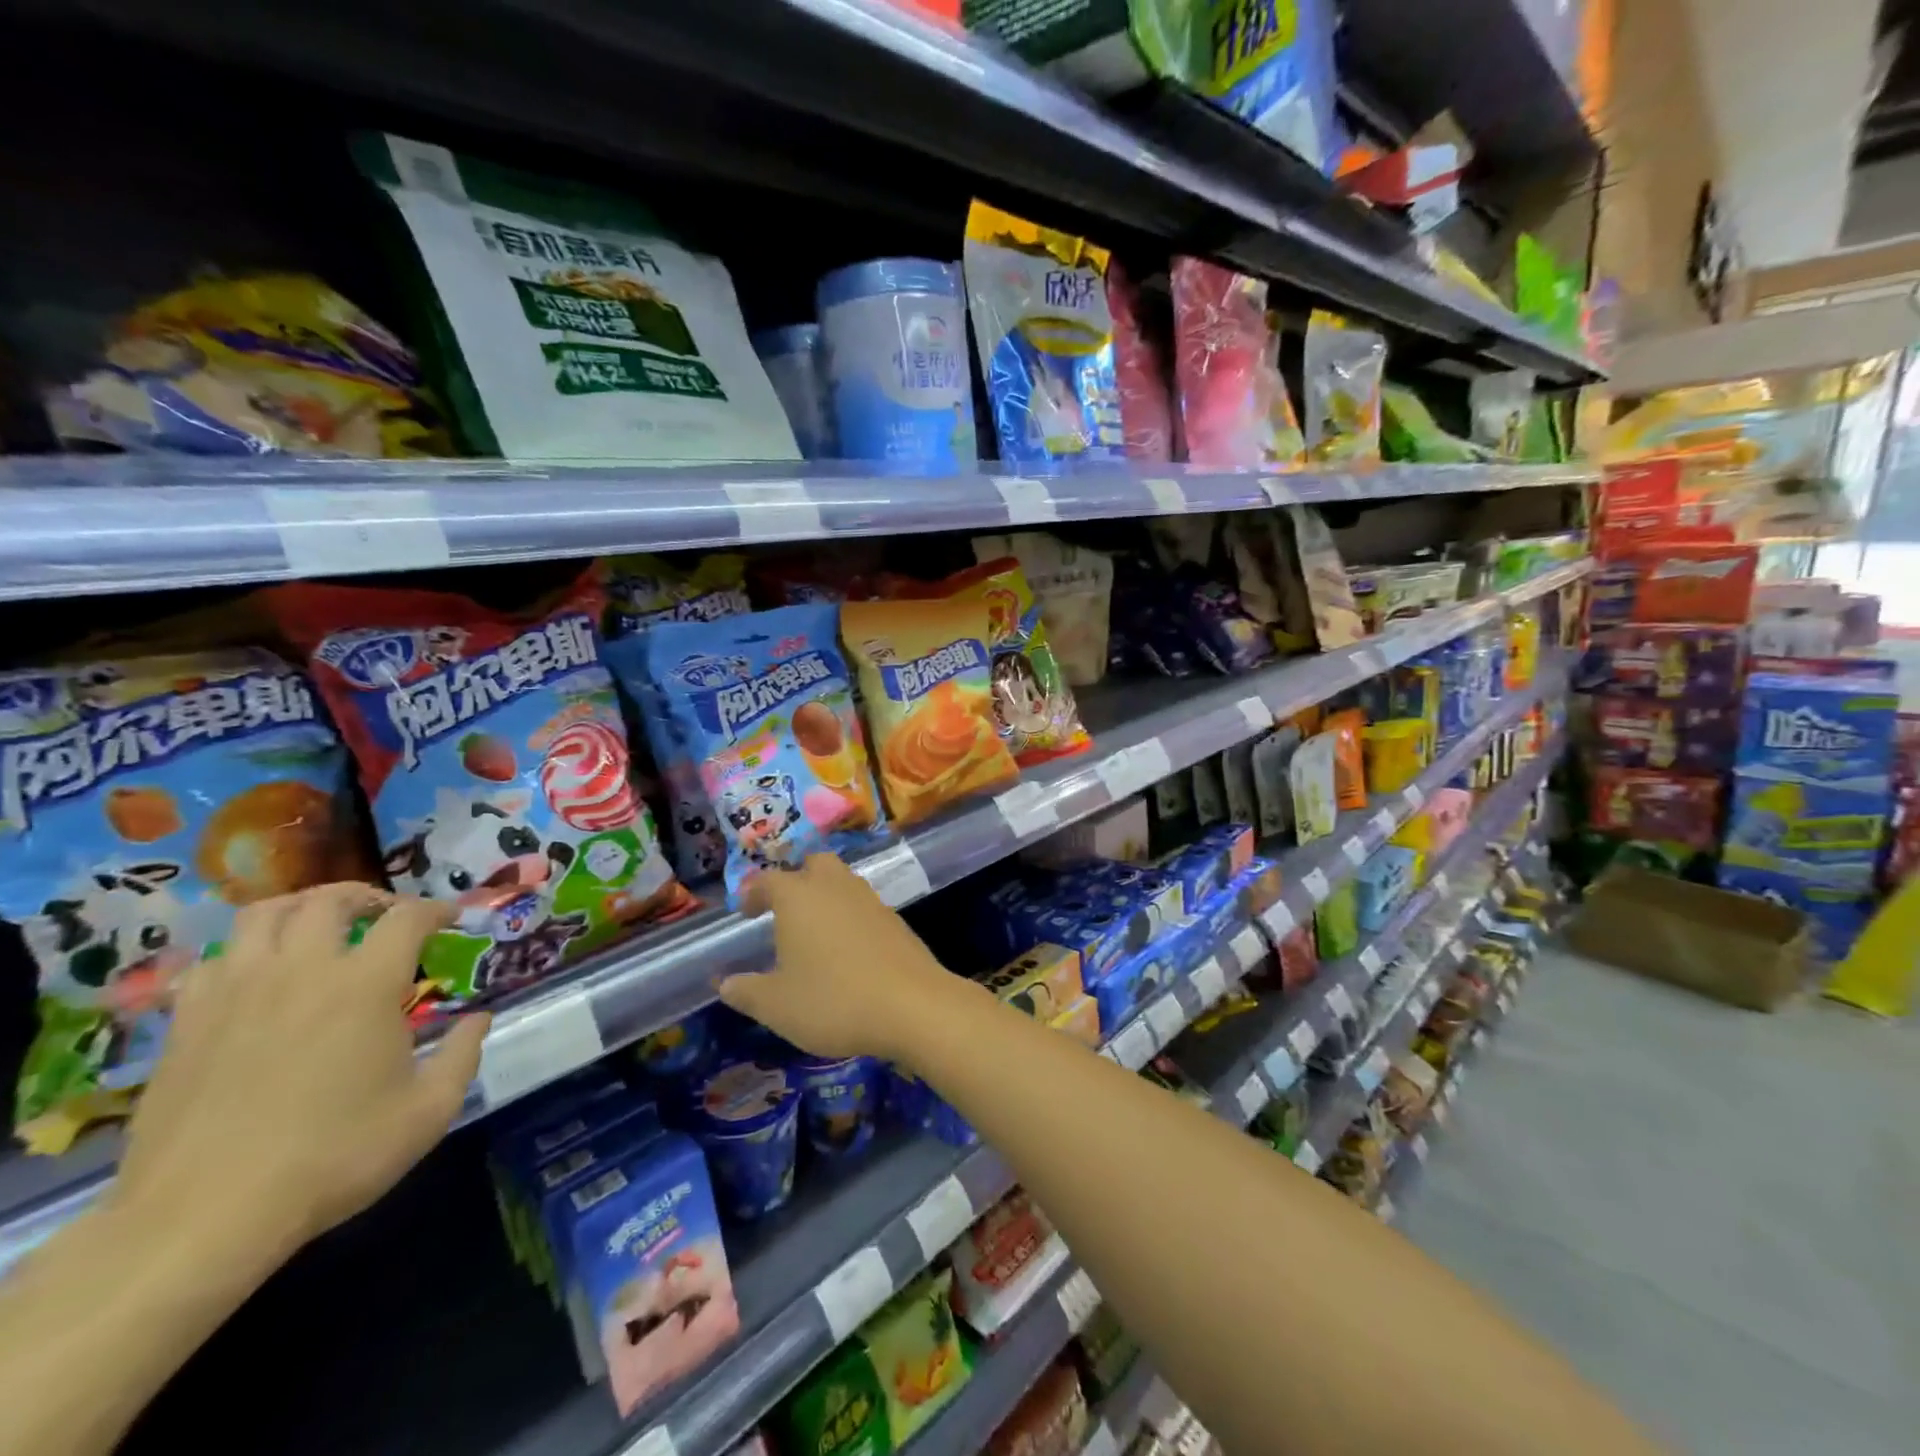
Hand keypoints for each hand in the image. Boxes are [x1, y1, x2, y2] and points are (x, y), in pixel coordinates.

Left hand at [112, 884, 488, 1266]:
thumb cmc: (334, 1158)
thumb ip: (462, 1055)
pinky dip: (245, 952)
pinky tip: (259, 975)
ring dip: (301, 909)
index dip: (437, 909)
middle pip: (330, 900)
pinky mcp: (186, 1023)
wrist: (202, 1218)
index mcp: (365, 985)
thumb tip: (479, 1018)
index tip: (452, 919)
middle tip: (386, 916)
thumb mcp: (428, 1112)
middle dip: (368, 897)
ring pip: (262, 915)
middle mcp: (300, 971)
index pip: (408, 918)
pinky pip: (214, 959)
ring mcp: (235, 993)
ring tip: (320, 929)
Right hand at [719, 855, 962, 1061]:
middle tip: (783, 908)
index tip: (745, 910)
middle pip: (814, 865)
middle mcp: (834, 886)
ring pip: (842, 881)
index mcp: (798, 897)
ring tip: (812, 928)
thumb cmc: (834, 1000)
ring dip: (825, 894)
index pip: (768, 880)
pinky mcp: (894, 918)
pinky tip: (845, 946)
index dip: (753, 892)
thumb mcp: (776, 1005)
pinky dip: (849, 915)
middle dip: (796, 878)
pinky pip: (863, 905)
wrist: (913, 1005)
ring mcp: (869, 899)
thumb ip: (745, 991)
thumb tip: (722, 981)